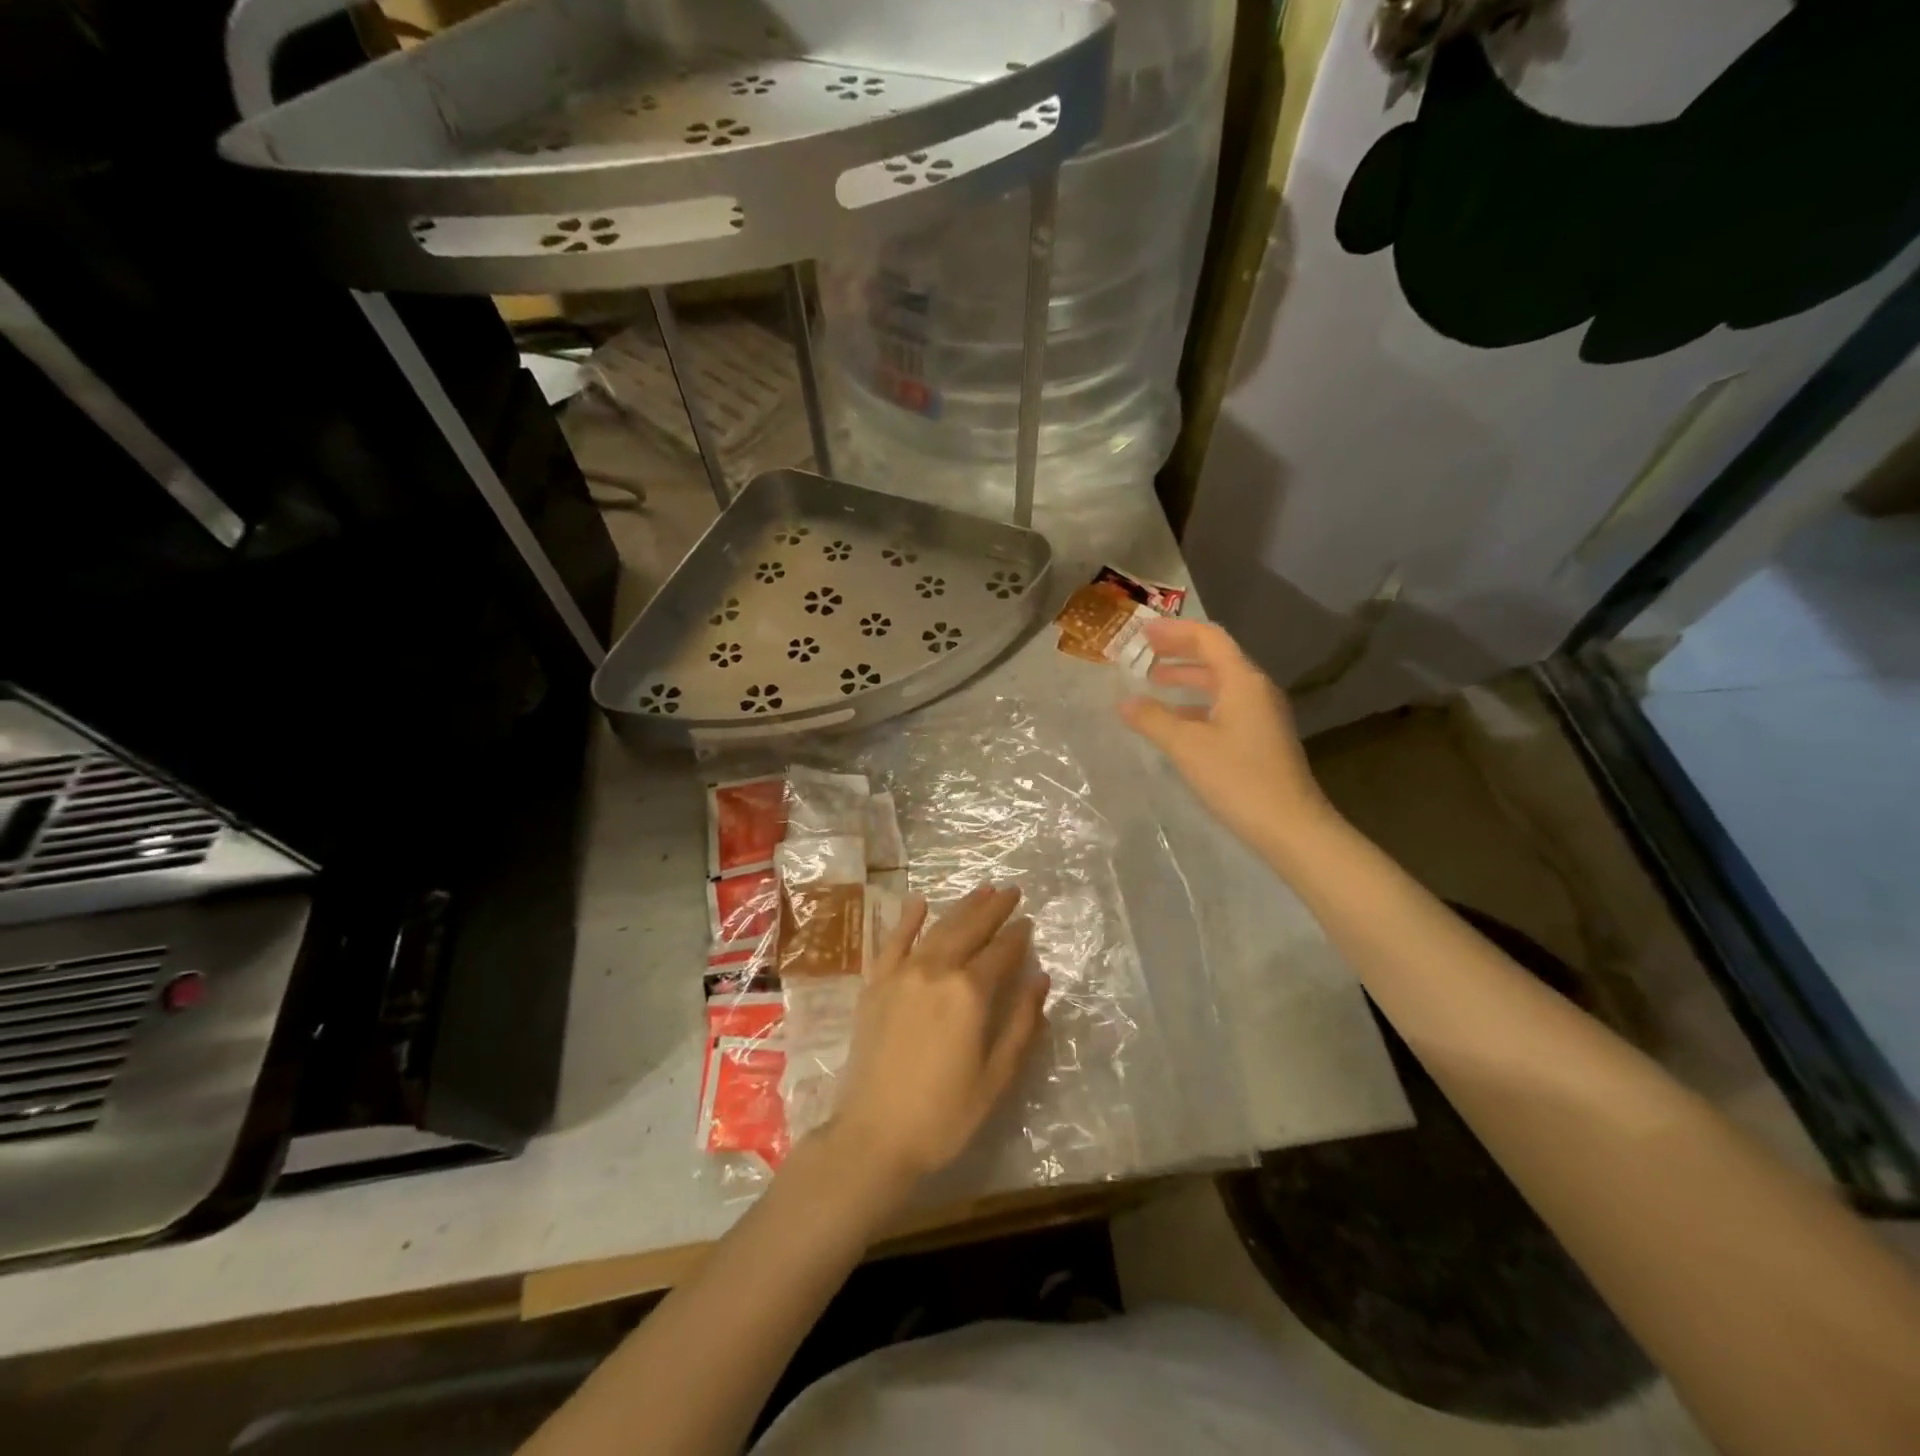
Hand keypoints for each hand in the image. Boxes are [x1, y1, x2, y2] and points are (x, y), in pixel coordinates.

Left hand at [828, 886, 1047, 1188]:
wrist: (874, 1135)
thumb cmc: (944, 1114)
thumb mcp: (996, 1077)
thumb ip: (1021, 1024)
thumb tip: (1040, 979)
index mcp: (969, 993)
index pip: (1001, 953)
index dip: (1018, 936)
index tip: (1029, 922)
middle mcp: (936, 971)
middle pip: (970, 929)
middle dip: (993, 908)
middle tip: (1010, 891)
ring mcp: (902, 974)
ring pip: (938, 929)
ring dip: (961, 907)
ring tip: (981, 889)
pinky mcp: (876, 984)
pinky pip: (893, 941)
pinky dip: (907, 919)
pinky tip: (918, 902)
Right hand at [1119, 618, 1338, 858]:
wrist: (1290, 826)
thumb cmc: (1238, 778)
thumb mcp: (1187, 746)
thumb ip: (1153, 719)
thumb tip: (1124, 702)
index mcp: (1242, 681)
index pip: (1208, 639)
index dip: (1174, 631)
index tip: (1142, 632)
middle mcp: (1255, 690)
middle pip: (1215, 657)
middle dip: (1178, 652)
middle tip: (1142, 653)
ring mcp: (1261, 715)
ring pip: (1219, 684)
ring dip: (1186, 679)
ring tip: (1152, 683)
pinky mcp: (1260, 738)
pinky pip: (1224, 706)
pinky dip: (1196, 704)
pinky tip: (1175, 721)